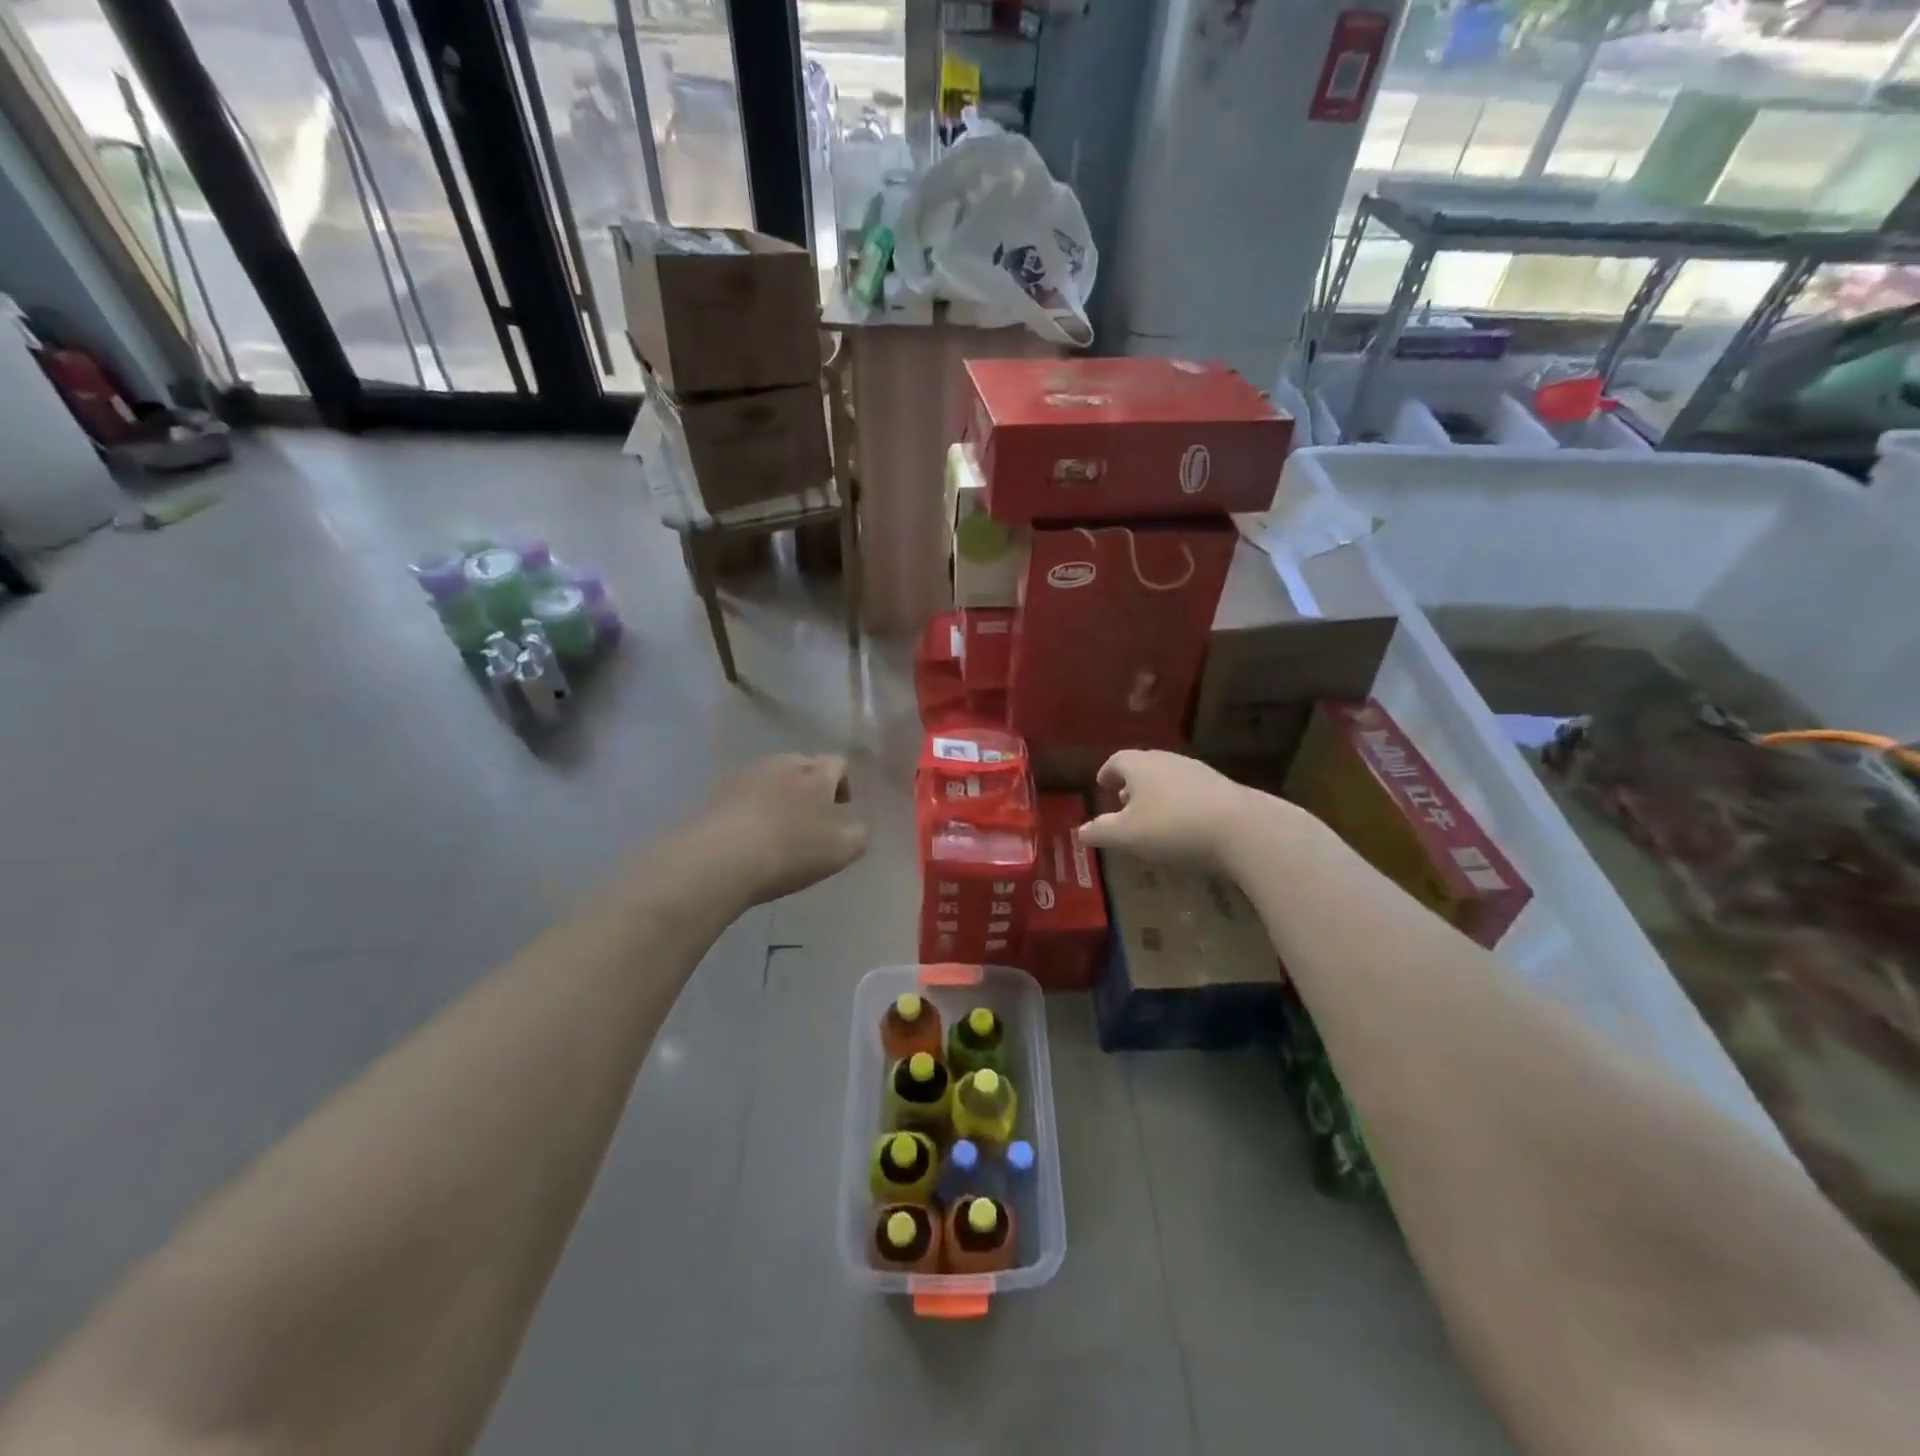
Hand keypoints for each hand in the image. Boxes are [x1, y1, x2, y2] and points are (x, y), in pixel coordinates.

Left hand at [693, 753, 868, 905]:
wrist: (722, 858)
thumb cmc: (792, 851)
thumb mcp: (843, 849)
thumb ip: (859, 833)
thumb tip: (856, 825)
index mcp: (817, 773)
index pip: (838, 763)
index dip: (843, 784)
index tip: (841, 809)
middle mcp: (784, 763)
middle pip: (804, 767)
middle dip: (811, 787)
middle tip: (811, 819)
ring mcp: (748, 774)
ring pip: (773, 778)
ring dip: (780, 795)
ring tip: (778, 827)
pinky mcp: (719, 792)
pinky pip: (745, 794)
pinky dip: (753, 807)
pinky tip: (750, 834)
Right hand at [1078, 750, 1260, 870]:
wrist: (1242, 829)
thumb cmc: (1172, 827)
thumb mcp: (1127, 835)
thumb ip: (1101, 832)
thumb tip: (1080, 831)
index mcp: (1140, 765)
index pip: (1117, 760)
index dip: (1107, 772)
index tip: (1102, 784)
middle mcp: (1167, 760)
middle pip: (1144, 766)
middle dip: (1131, 783)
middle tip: (1123, 802)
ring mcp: (1198, 771)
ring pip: (1168, 777)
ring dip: (1156, 793)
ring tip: (1152, 815)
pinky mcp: (1222, 787)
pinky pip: (1191, 790)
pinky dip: (1179, 801)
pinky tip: (1184, 824)